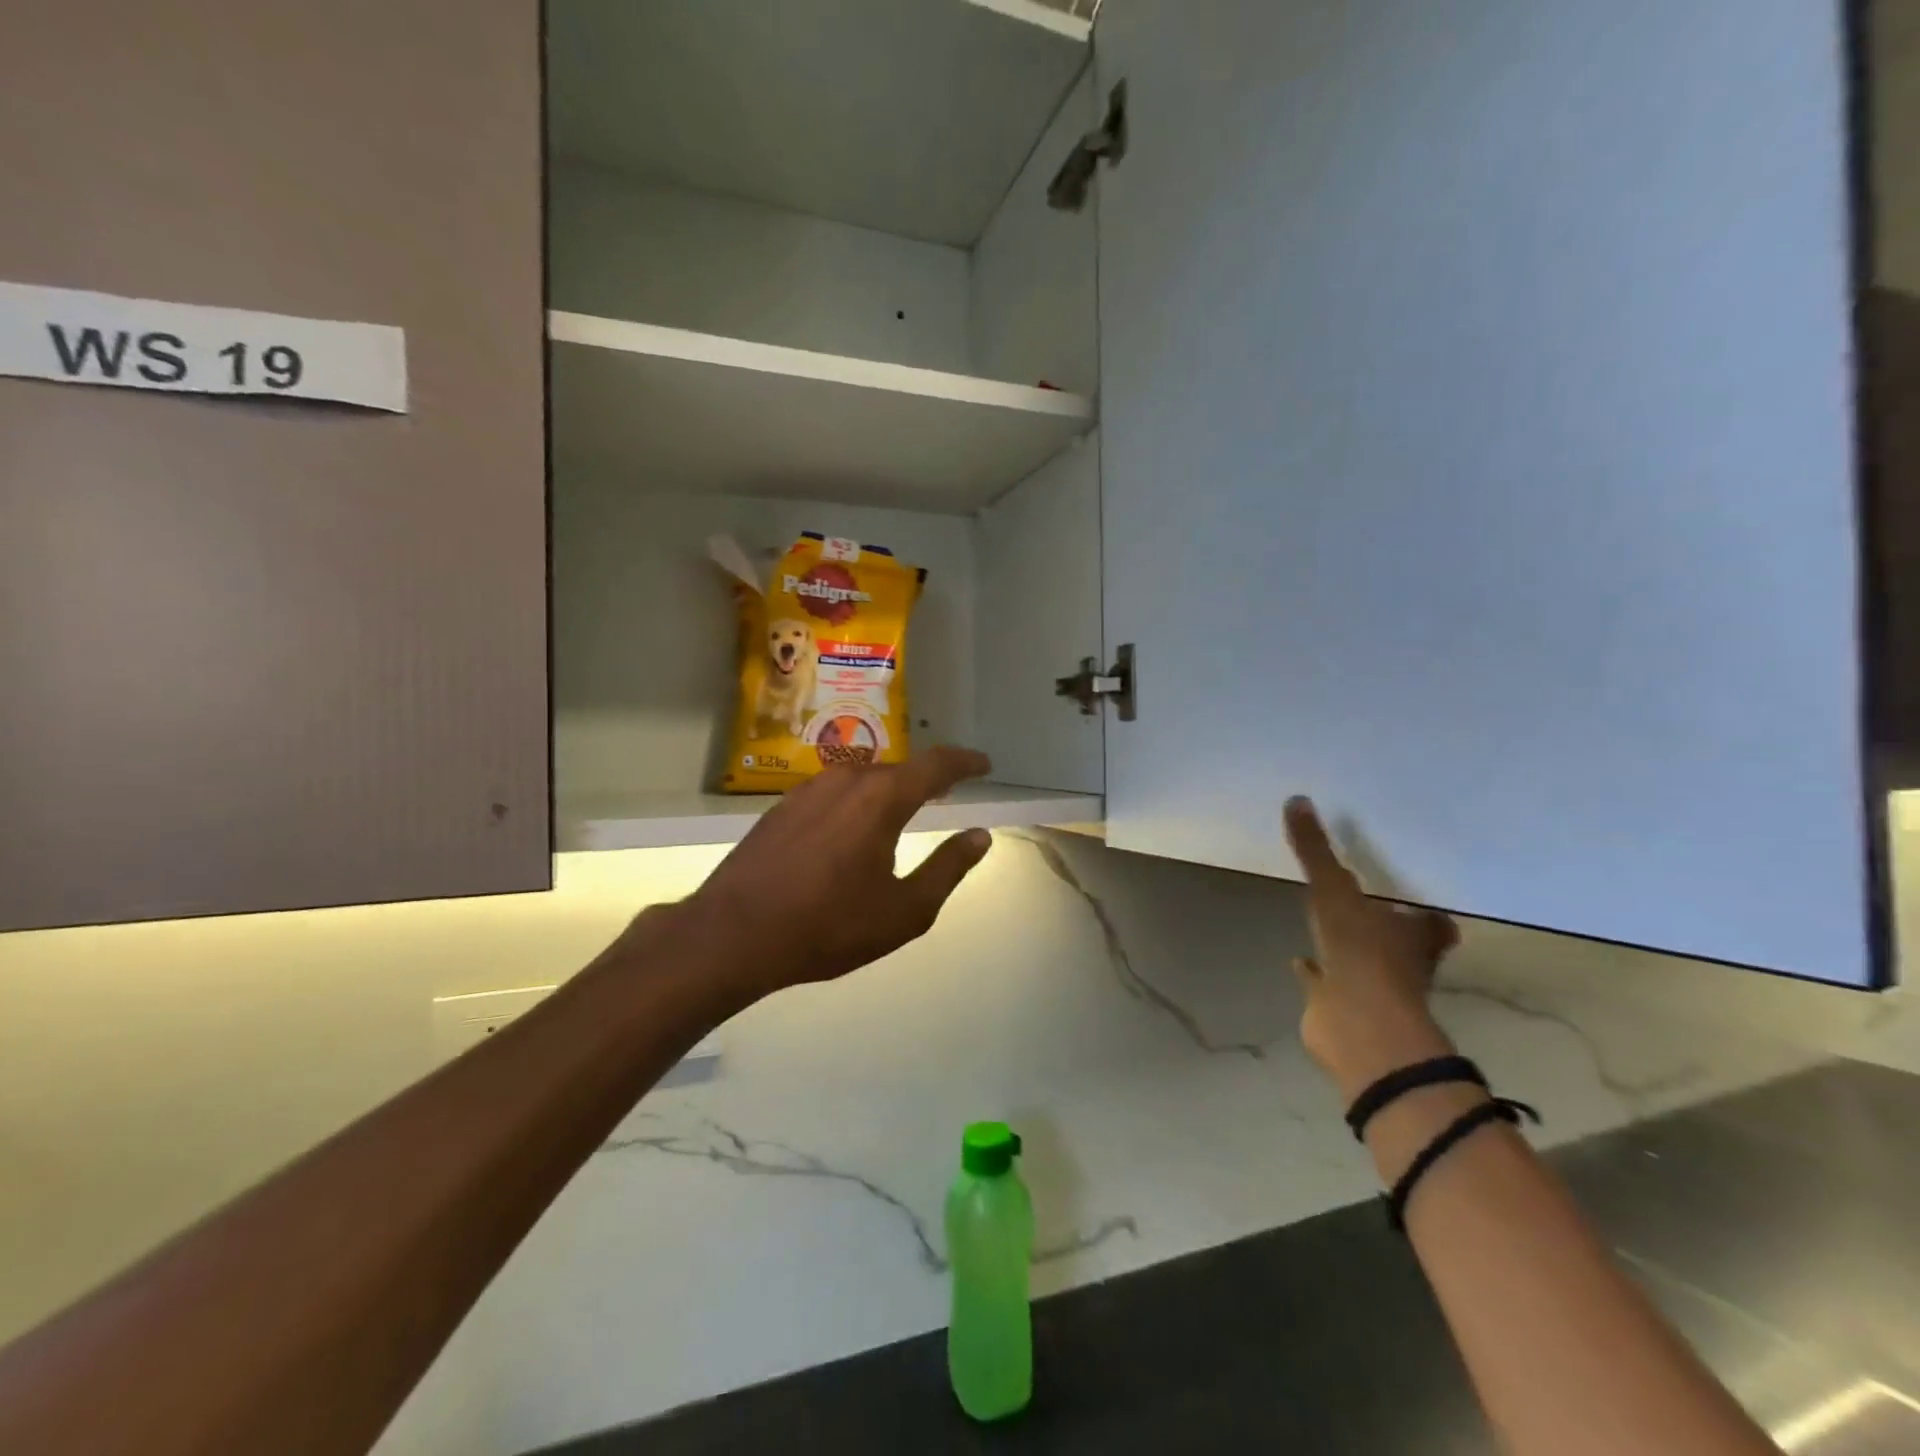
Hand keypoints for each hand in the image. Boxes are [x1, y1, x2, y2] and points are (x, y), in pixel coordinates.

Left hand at [661, 747, 996, 1003]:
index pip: (936, 764)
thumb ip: (948, 869)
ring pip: (862, 778)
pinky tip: (850, 828)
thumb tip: (979, 836)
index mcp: (882, 798)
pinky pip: (833, 793)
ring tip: (901, 810)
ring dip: (888, 789)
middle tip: (946, 794)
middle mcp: (846, 780)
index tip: (984, 765)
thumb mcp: (904, 911)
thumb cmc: (828, 926)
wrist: (733, 934)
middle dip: (926, 779)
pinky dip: (855, 801)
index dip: (965, 762)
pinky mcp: (781, 807)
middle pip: (898, 769)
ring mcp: (807, 790)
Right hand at [1284, 797, 1460, 1101]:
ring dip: (1347, 943)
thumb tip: (1297, 799)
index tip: (1408, 889)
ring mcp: (1369, 984)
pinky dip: (1314, 970)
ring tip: (1326, 920)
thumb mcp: (1335, 892)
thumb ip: (1316, 850)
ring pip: (1361, 958)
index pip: (1428, 917)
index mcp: (1413, 934)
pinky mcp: (1339, 1003)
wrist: (1355, 1025)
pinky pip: (1325, 980)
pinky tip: (1299, 960)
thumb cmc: (1362, 954)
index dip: (1421, 907)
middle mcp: (1400, 960)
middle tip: (1362, 895)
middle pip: (1397, 937)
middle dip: (1382, 921)